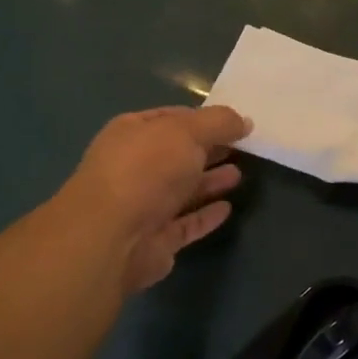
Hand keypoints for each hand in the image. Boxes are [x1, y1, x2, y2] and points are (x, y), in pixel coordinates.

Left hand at [68, 106, 250, 294]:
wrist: (112, 237)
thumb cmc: (146, 170)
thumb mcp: (187, 131)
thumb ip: (218, 123)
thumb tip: (244, 122)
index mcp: (132, 133)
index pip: (172, 118)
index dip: (203, 118)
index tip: (235, 122)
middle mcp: (134, 167)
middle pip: (178, 154)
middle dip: (208, 149)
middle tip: (243, 147)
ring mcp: (143, 205)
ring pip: (183, 190)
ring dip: (210, 181)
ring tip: (240, 174)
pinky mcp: (155, 240)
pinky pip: (186, 223)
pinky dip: (206, 215)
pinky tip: (228, 208)